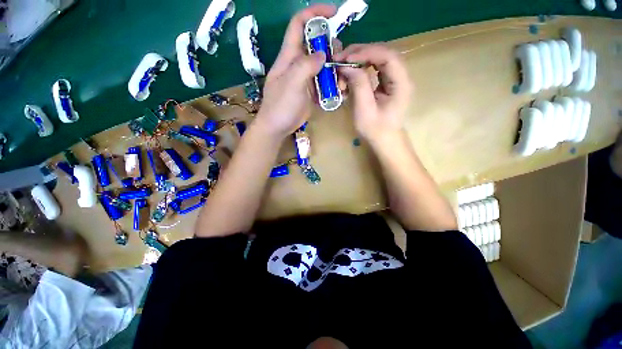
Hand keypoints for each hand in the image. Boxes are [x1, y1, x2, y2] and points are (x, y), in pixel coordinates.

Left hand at [255, 4, 336, 139]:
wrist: (278, 127)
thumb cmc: (280, 105)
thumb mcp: (291, 83)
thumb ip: (306, 66)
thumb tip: (322, 55)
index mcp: (289, 56)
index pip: (299, 25)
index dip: (314, 13)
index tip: (333, 12)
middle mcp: (298, 64)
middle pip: (316, 45)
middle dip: (330, 46)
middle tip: (340, 58)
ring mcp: (305, 78)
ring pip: (322, 64)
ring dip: (333, 68)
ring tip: (341, 78)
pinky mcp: (311, 91)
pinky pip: (324, 81)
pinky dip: (332, 83)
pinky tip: (339, 89)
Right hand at [334, 44, 411, 144]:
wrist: (384, 141)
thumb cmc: (375, 130)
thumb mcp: (364, 110)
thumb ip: (358, 85)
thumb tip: (346, 66)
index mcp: (401, 83)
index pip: (387, 56)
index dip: (366, 52)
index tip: (346, 59)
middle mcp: (400, 76)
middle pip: (382, 53)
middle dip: (359, 54)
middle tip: (339, 60)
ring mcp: (394, 79)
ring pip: (376, 59)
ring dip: (357, 62)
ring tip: (341, 72)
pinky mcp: (386, 83)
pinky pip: (373, 69)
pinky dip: (359, 71)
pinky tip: (349, 79)